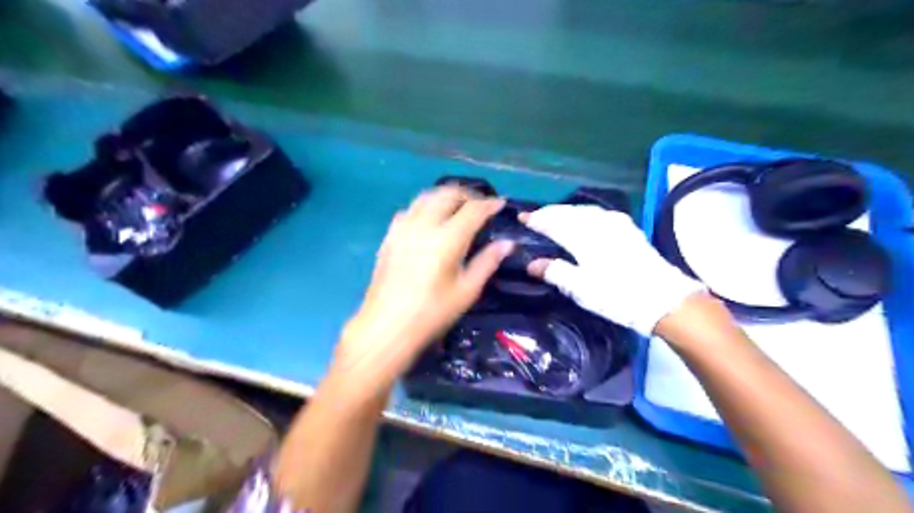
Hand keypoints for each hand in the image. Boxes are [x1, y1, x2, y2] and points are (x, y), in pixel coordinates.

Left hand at [337, 186, 520, 387]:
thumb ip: (487, 262)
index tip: (500, 203)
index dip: (489, 204)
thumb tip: (507, 243)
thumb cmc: (432, 313)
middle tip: (479, 205)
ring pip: (426, 197)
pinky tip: (428, 221)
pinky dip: (424, 207)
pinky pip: (409, 210)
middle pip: (447, 194)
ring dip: (444, 196)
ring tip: (456, 207)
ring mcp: (403, 228)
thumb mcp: (466, 291)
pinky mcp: (390, 236)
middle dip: (467, 194)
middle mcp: (424, 225)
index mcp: (447, 238)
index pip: (473, 209)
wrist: (387, 326)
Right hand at [518, 205, 700, 335]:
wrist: (662, 299)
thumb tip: (532, 264)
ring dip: (566, 211)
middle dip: (550, 212)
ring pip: (584, 210)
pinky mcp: (628, 229)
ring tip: (554, 216)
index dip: (536, 219)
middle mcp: (598, 224)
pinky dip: (584, 214)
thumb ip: (555, 272)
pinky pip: (598, 214)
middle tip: (535, 216)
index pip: (553, 222)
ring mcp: (616, 224)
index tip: (522, 217)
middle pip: (568, 212)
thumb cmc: (617, 295)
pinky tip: (584, 219)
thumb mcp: (581, 289)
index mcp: (583, 237)